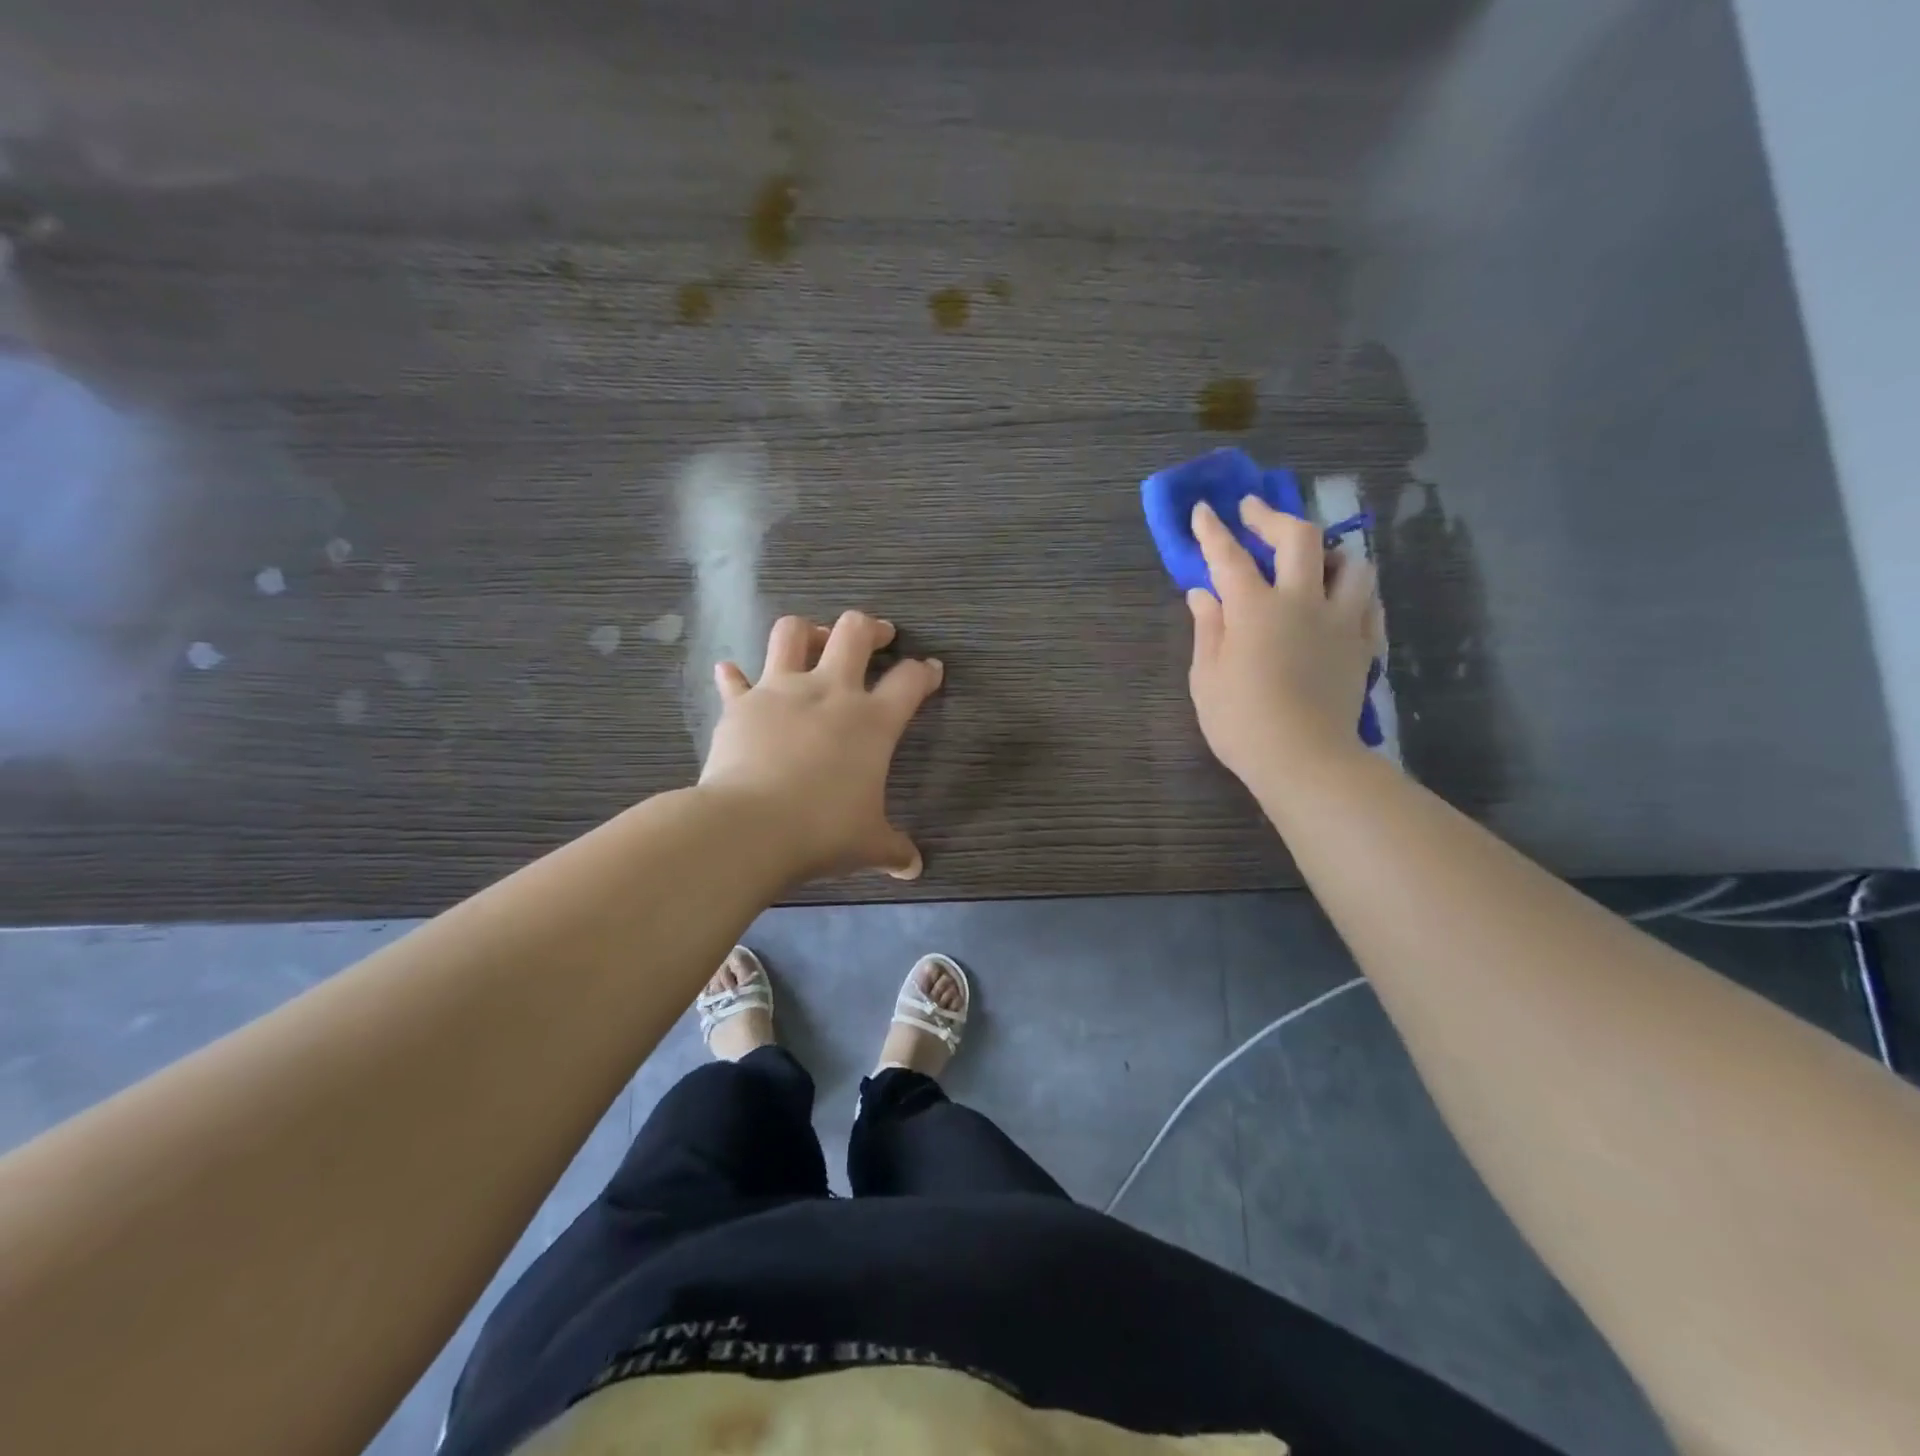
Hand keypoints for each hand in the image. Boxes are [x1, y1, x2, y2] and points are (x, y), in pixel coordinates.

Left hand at [701, 611, 943, 883]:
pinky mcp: (741, 705)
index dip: (925, 672)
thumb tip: (913, 868)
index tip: (930, 670)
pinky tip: (732, 674)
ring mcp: (780, 691)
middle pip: (854, 632)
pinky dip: (735, 676)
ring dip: (806, 631)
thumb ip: (893, 850)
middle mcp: (829, 692)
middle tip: (879, 635)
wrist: (750, 828)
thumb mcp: (868, 845)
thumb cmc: (822, 831)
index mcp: (871, 721)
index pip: (910, 680)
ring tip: (813, 640)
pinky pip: (734, 680)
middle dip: (871, 628)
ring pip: (791, 632)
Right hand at [1186, 499, 1380, 789]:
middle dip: (1273, 517)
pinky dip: (1353, 591)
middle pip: (1300, 538)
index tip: (1203, 510)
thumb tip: (1202, 593)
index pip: (1230, 557)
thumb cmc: (1241, 722)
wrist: (1304, 759)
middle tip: (1254, 512)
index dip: (1213, 531)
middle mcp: (1302, 602)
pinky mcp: (1362, 644)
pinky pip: (1368, 602)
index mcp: (1255, 609)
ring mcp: (1340, 621)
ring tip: (1312, 559)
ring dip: (1328, 551)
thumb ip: (1208, 628)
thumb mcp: (1206, 677)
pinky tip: (1340, 599)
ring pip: (1351, 563)